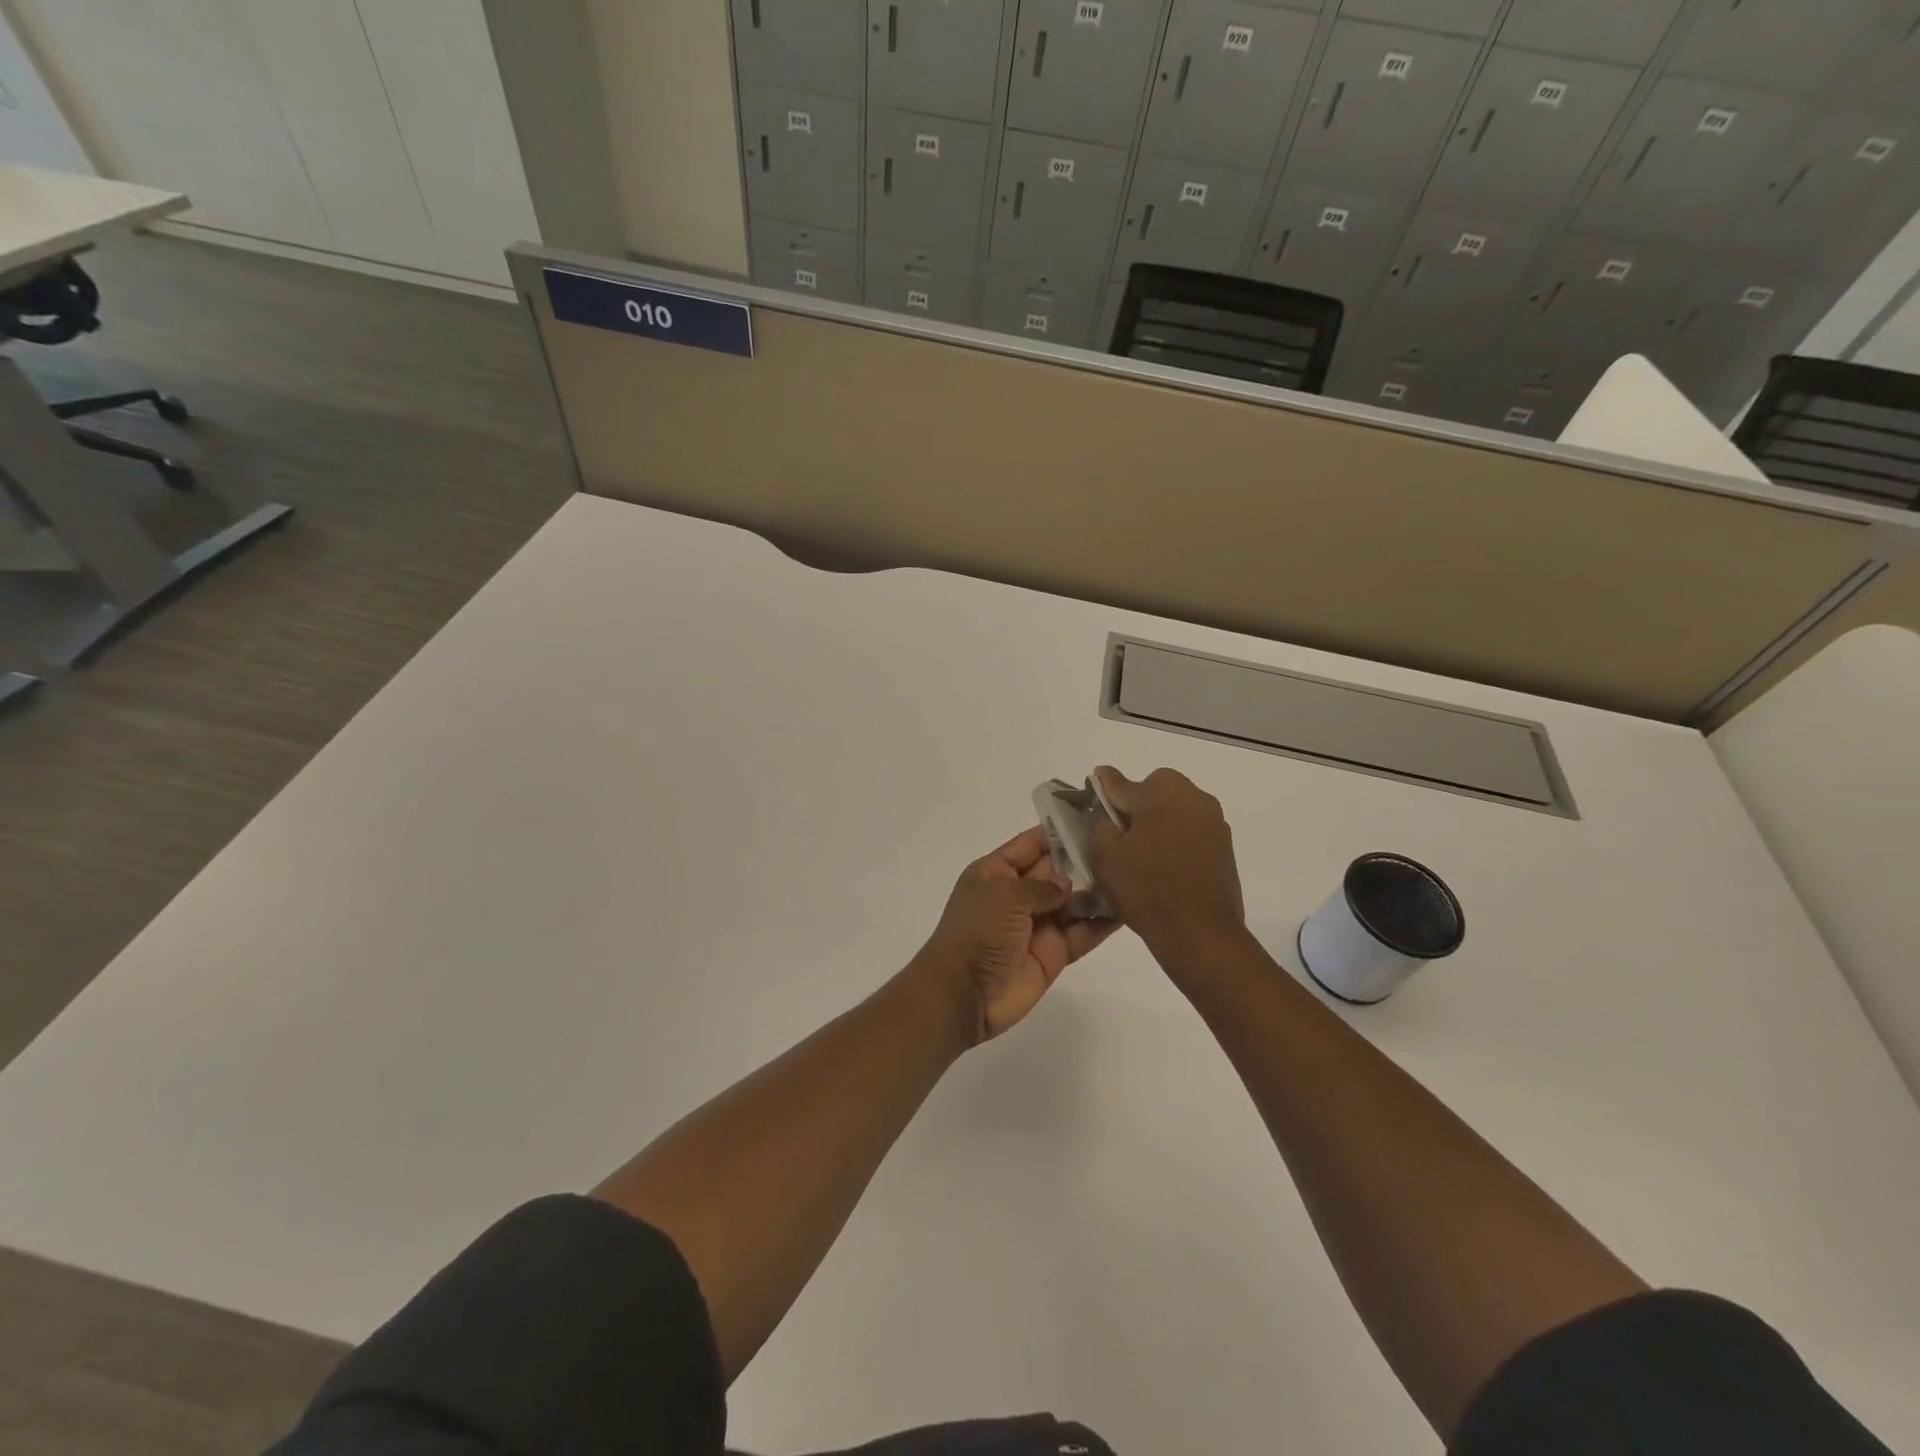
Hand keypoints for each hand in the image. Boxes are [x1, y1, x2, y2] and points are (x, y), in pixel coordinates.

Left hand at [914, 826, 1117, 1044]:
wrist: (964, 994)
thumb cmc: (977, 933)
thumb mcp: (1005, 896)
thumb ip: (1041, 886)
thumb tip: (1068, 885)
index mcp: (996, 872)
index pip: (1031, 844)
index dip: (1057, 831)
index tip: (1092, 816)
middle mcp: (1018, 894)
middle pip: (1057, 870)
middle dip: (1085, 859)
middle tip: (1125, 844)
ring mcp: (1037, 924)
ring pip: (1074, 901)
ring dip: (1098, 890)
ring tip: (1134, 873)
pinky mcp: (1054, 953)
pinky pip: (1082, 932)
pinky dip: (1103, 922)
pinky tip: (1130, 908)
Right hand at [1087, 767, 1245, 955]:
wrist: (1200, 934)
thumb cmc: (1146, 890)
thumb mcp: (1106, 855)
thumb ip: (1100, 819)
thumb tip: (1105, 800)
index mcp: (1163, 793)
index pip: (1123, 783)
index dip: (1104, 789)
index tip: (1094, 792)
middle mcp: (1194, 797)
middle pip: (1156, 788)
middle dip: (1138, 803)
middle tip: (1122, 834)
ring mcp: (1214, 822)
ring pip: (1177, 808)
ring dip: (1160, 820)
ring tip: (1144, 853)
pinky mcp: (1225, 846)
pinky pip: (1192, 830)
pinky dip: (1177, 838)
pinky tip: (1166, 865)